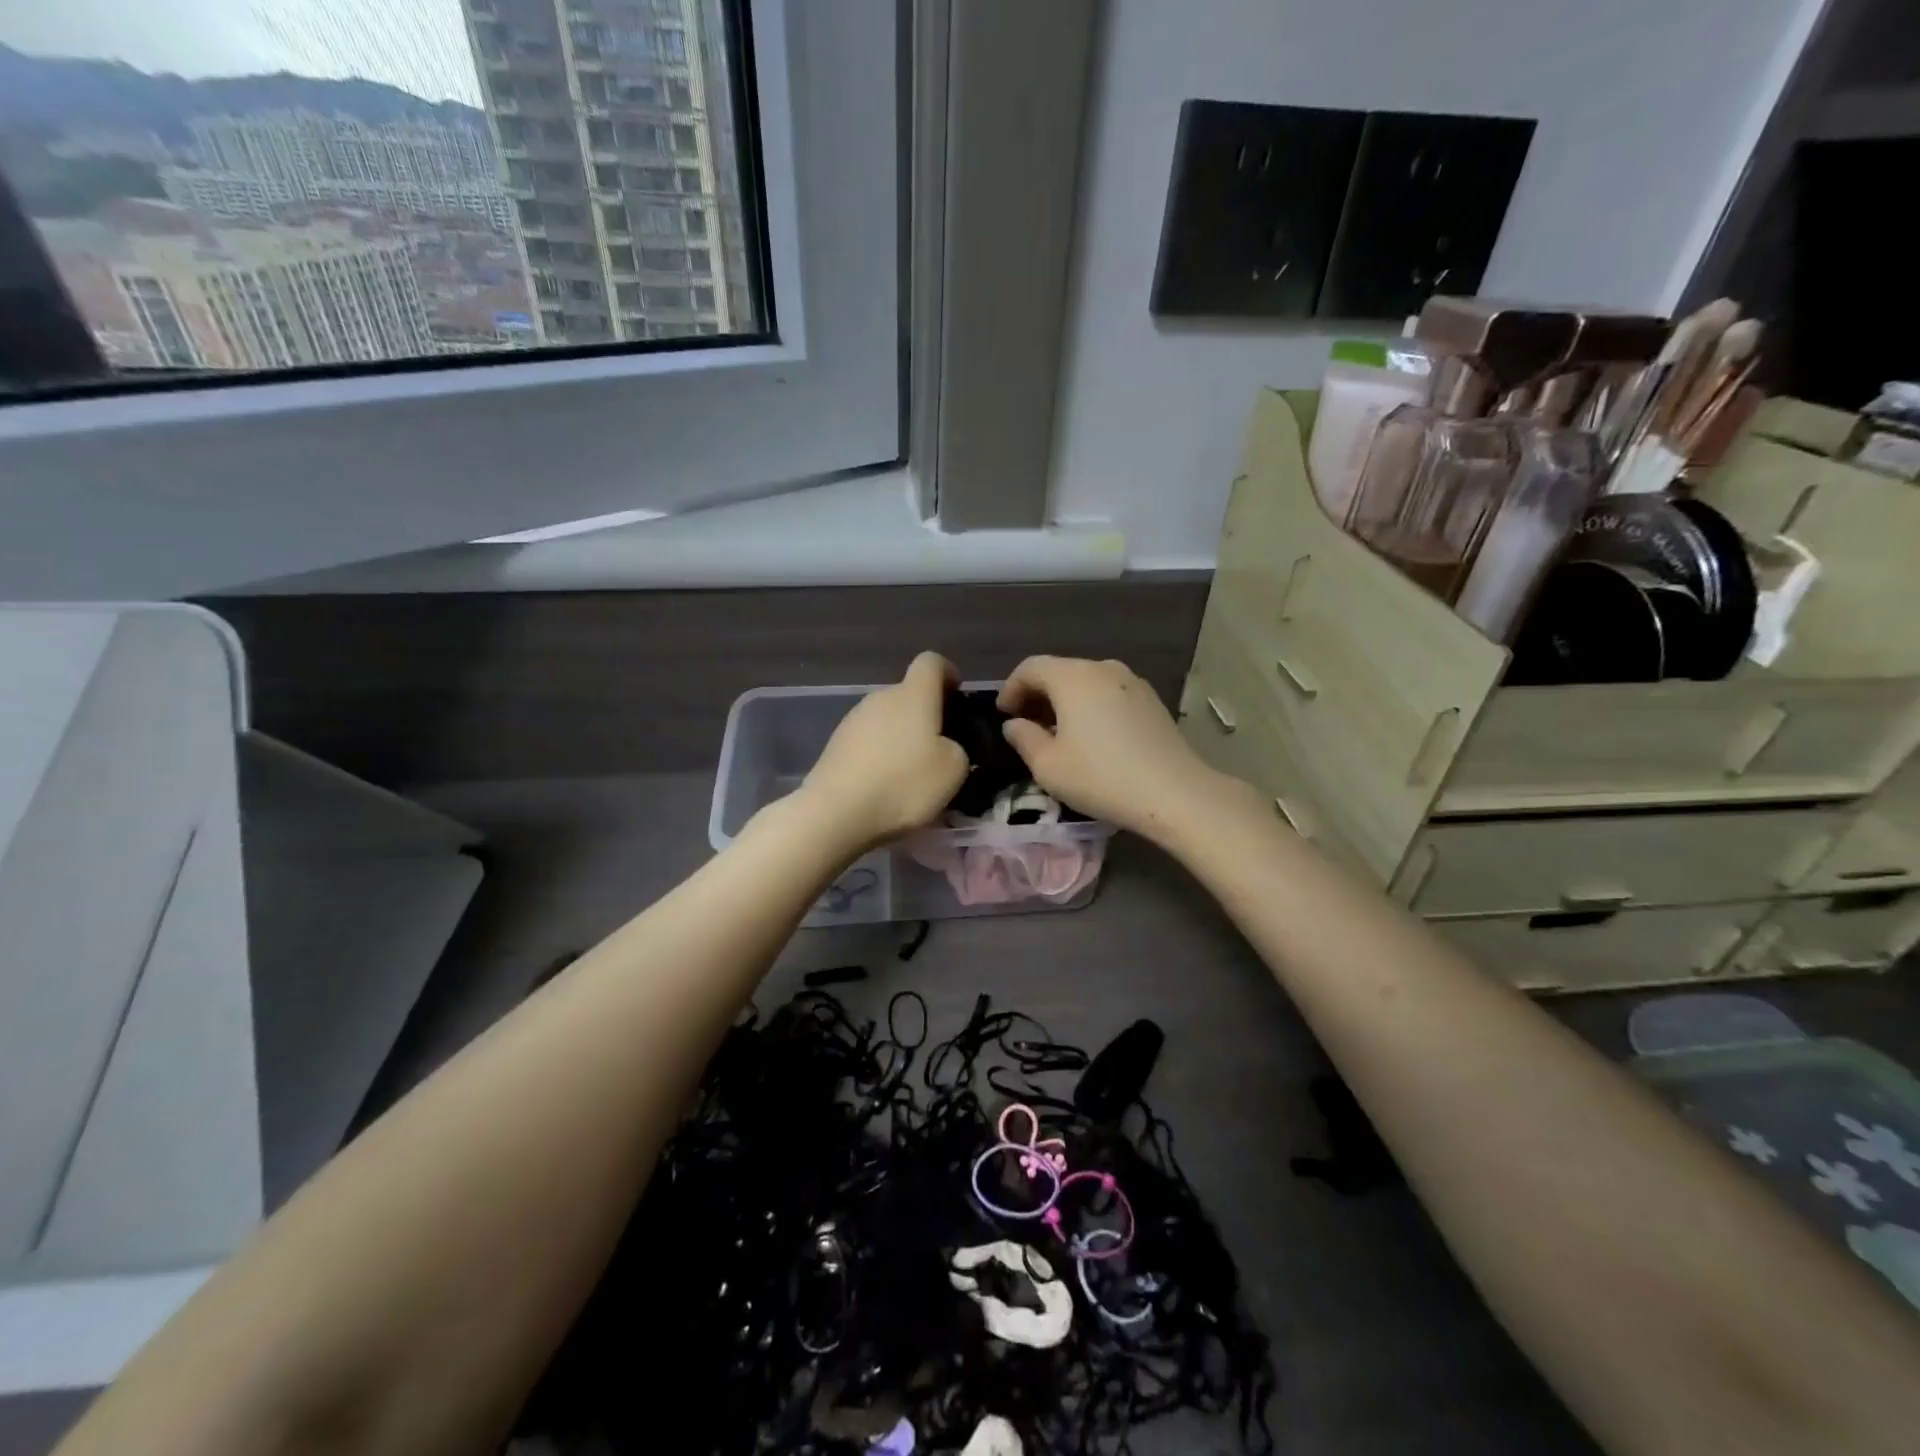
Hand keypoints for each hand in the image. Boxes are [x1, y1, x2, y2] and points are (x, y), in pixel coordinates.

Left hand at [797, 652, 968, 853]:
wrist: (836, 812)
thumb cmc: (903, 784)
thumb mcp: (953, 770)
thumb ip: (957, 748)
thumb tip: (944, 746)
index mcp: (913, 695)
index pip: (931, 662)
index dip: (948, 673)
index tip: (958, 696)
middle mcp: (880, 698)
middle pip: (908, 694)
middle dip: (926, 714)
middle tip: (940, 748)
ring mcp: (853, 720)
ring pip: (887, 719)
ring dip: (901, 737)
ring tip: (911, 774)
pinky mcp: (835, 745)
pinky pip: (868, 742)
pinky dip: (880, 756)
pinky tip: (884, 786)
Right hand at [998, 656, 1235, 842]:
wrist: (1174, 792)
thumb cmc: (1101, 777)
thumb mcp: (1048, 766)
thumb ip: (1023, 738)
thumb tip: (1015, 724)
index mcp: (1072, 677)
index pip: (1030, 667)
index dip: (1010, 688)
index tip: (1003, 715)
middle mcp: (1102, 668)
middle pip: (1059, 671)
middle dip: (1037, 695)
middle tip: (1025, 725)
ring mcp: (1131, 681)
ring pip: (1086, 682)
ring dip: (1065, 701)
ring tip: (1057, 733)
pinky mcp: (1151, 700)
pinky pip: (1108, 694)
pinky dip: (1090, 706)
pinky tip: (1091, 737)